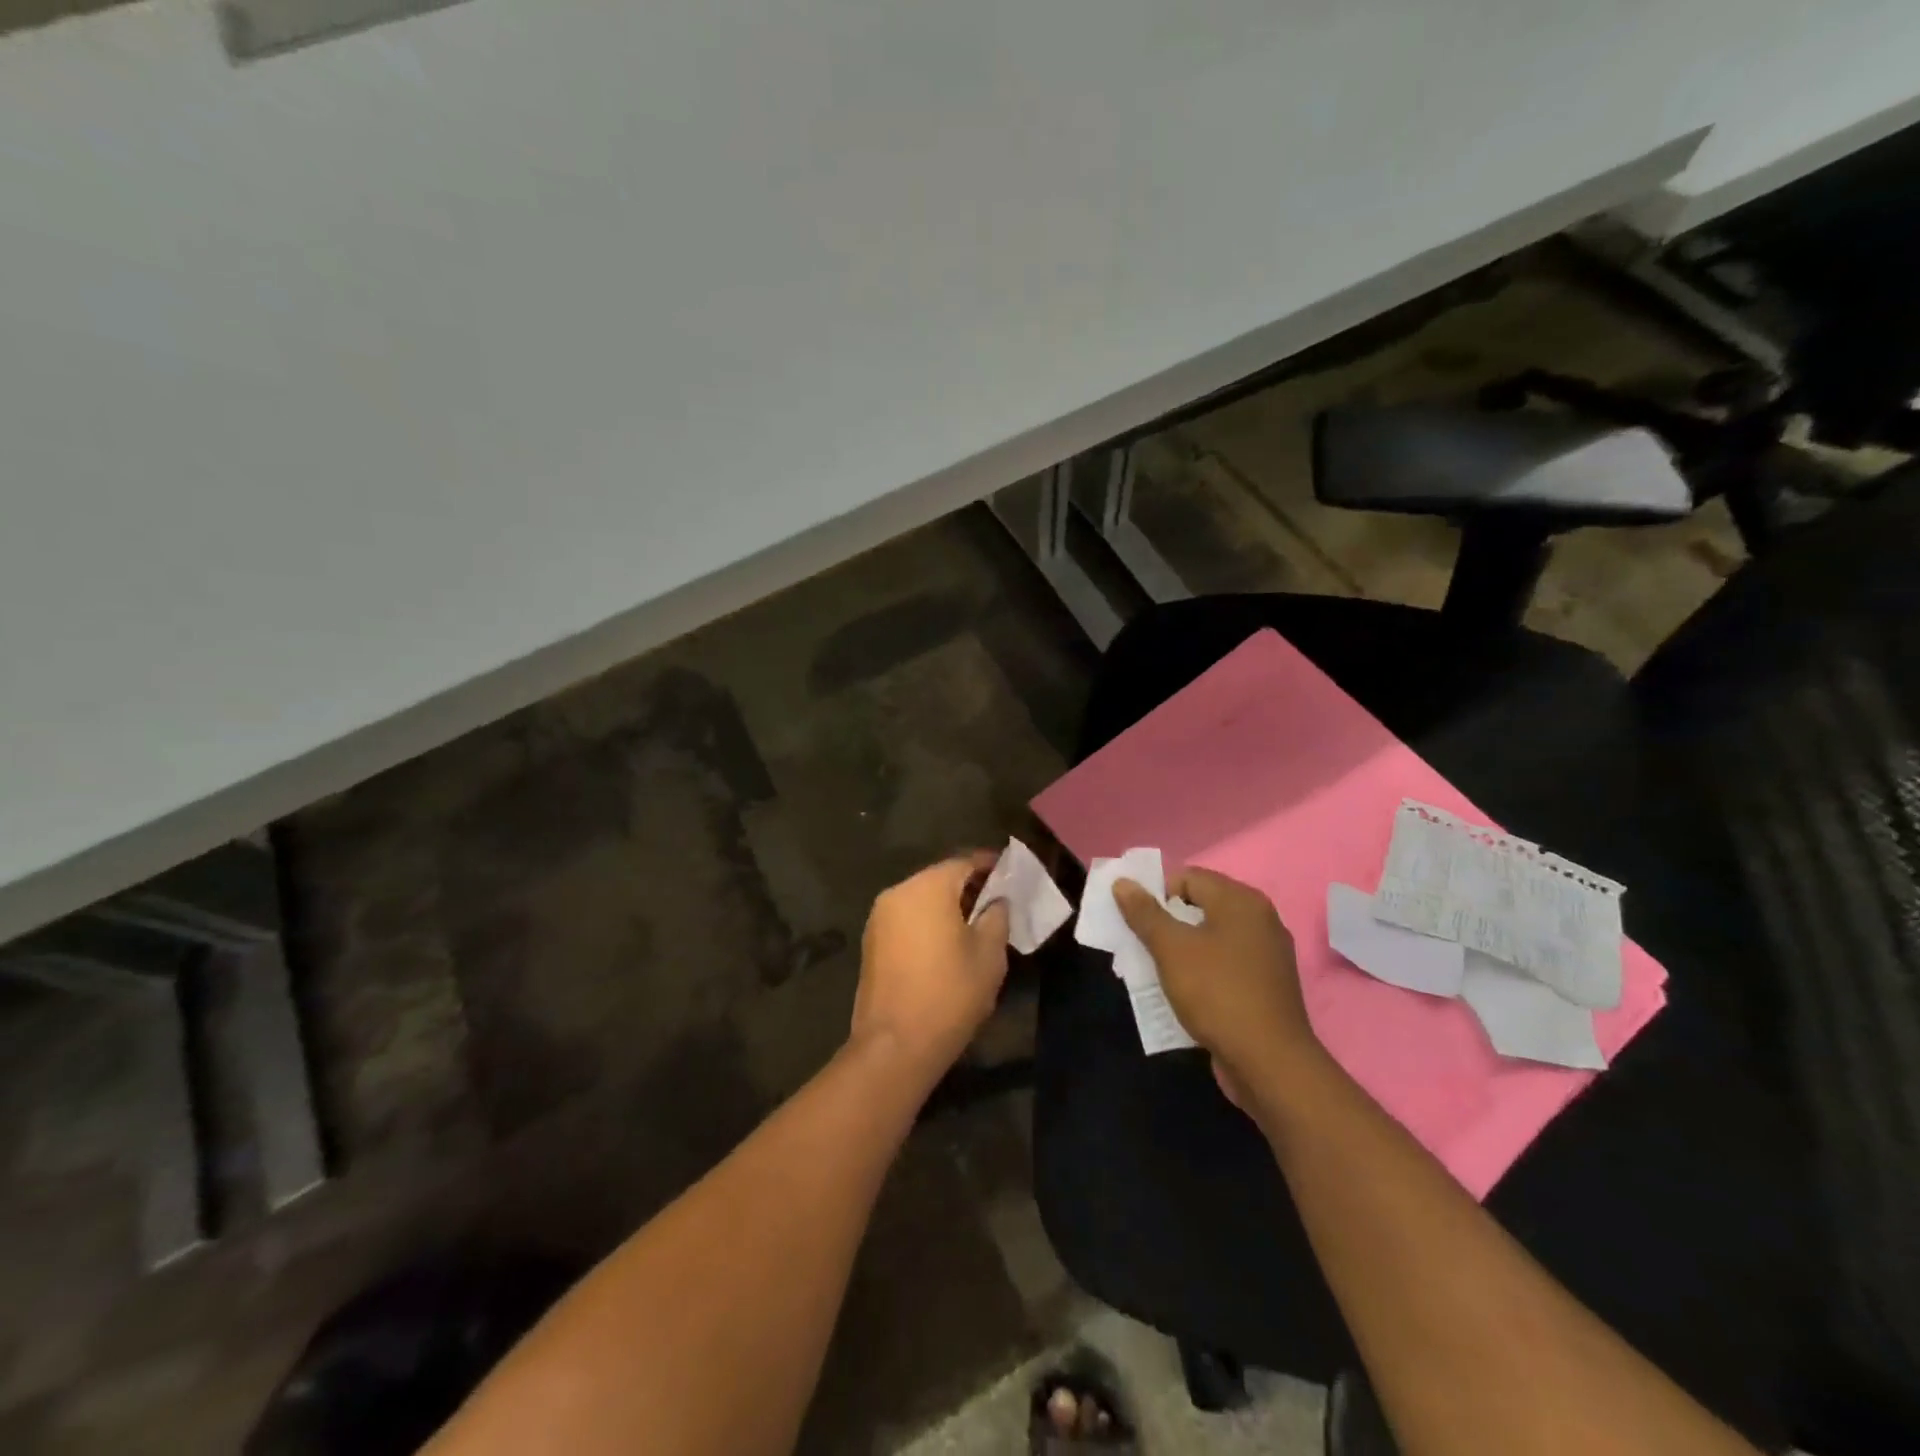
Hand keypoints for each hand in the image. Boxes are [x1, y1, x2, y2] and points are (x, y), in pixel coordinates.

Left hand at [850, 854, 1010, 1078]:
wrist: (894, 1046)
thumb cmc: (950, 994)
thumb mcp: (989, 955)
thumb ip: (997, 916)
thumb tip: (995, 901)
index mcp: (928, 887)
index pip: (964, 862)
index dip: (990, 866)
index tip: (1011, 874)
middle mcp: (898, 892)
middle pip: (940, 878)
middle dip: (968, 887)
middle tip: (996, 902)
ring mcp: (879, 918)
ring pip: (921, 900)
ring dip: (946, 906)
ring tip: (974, 925)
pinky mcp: (871, 942)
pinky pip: (907, 919)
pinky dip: (927, 923)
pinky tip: (946, 945)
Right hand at [1114, 868, 1318, 1105]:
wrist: (1270, 1063)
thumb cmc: (1217, 993)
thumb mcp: (1171, 949)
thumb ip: (1145, 913)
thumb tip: (1123, 882)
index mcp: (1241, 901)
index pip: (1188, 877)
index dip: (1156, 894)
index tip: (1136, 922)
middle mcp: (1260, 919)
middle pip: (1201, 906)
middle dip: (1166, 922)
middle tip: (1141, 946)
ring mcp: (1268, 954)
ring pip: (1212, 937)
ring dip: (1182, 949)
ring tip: (1157, 971)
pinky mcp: (1267, 985)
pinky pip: (1226, 963)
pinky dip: (1203, 970)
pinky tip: (1185, 991)